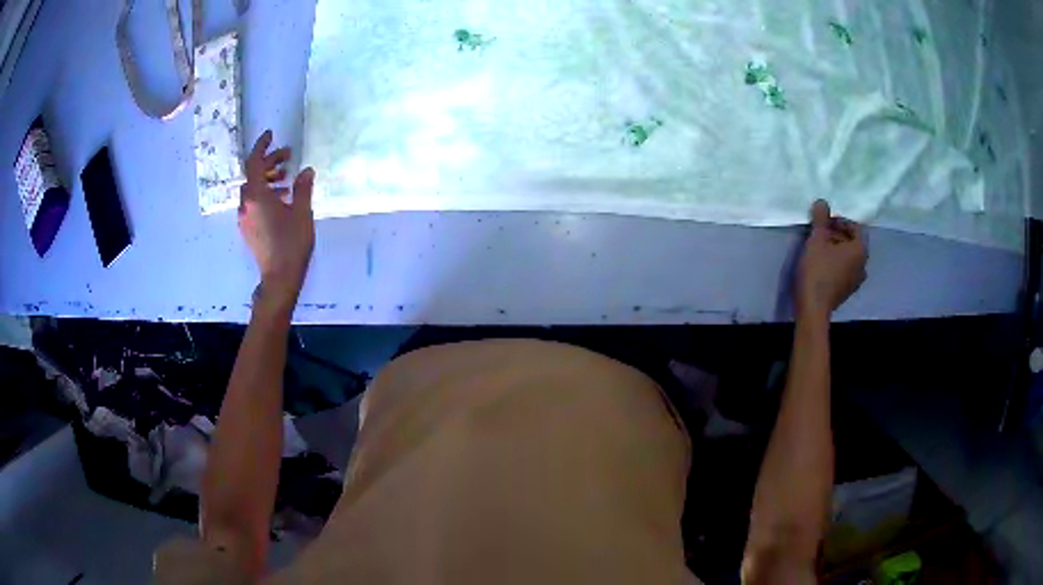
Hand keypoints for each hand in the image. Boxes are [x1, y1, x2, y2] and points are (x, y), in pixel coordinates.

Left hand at [238, 130, 315, 313]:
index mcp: (256, 196)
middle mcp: (246, 204)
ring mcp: (244, 218)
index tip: (271, 135)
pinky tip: (281, 199)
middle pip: (253, 175)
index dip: (262, 146)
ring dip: (268, 178)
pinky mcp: (248, 229)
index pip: (254, 162)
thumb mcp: (302, 213)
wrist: (279, 277)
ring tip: (287, 179)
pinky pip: (253, 203)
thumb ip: (302, 188)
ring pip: (253, 189)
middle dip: (270, 162)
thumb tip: (305, 170)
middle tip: (288, 156)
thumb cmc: (291, 244)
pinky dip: (265, 194)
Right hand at [796, 200, 866, 318]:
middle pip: (852, 242)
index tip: (823, 221)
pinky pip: (845, 270)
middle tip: (819, 232)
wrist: (813, 308)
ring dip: (836, 249)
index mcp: (860, 250)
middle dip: (837, 234)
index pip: (854, 227)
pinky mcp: (847, 291)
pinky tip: (822, 265)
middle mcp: (863, 265)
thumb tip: (822, 202)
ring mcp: (856, 281)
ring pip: (848, 257)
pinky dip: (836, 263)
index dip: (839, 220)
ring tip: (819, 248)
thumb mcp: (817, 239)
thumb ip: (821, 219)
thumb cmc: (818, 270)